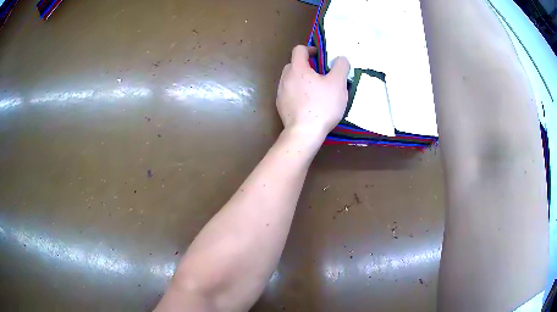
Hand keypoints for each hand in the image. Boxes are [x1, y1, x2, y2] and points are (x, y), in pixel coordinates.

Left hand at [277, 45, 350, 142]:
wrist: (304, 132)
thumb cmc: (323, 105)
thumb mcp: (338, 83)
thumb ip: (341, 66)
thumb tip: (340, 58)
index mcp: (298, 68)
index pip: (299, 50)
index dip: (310, 49)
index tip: (320, 57)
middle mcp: (285, 78)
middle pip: (293, 64)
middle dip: (306, 66)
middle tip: (320, 75)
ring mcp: (280, 93)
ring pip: (290, 79)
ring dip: (301, 80)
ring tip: (315, 90)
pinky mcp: (280, 106)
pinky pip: (289, 93)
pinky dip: (297, 93)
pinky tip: (307, 104)